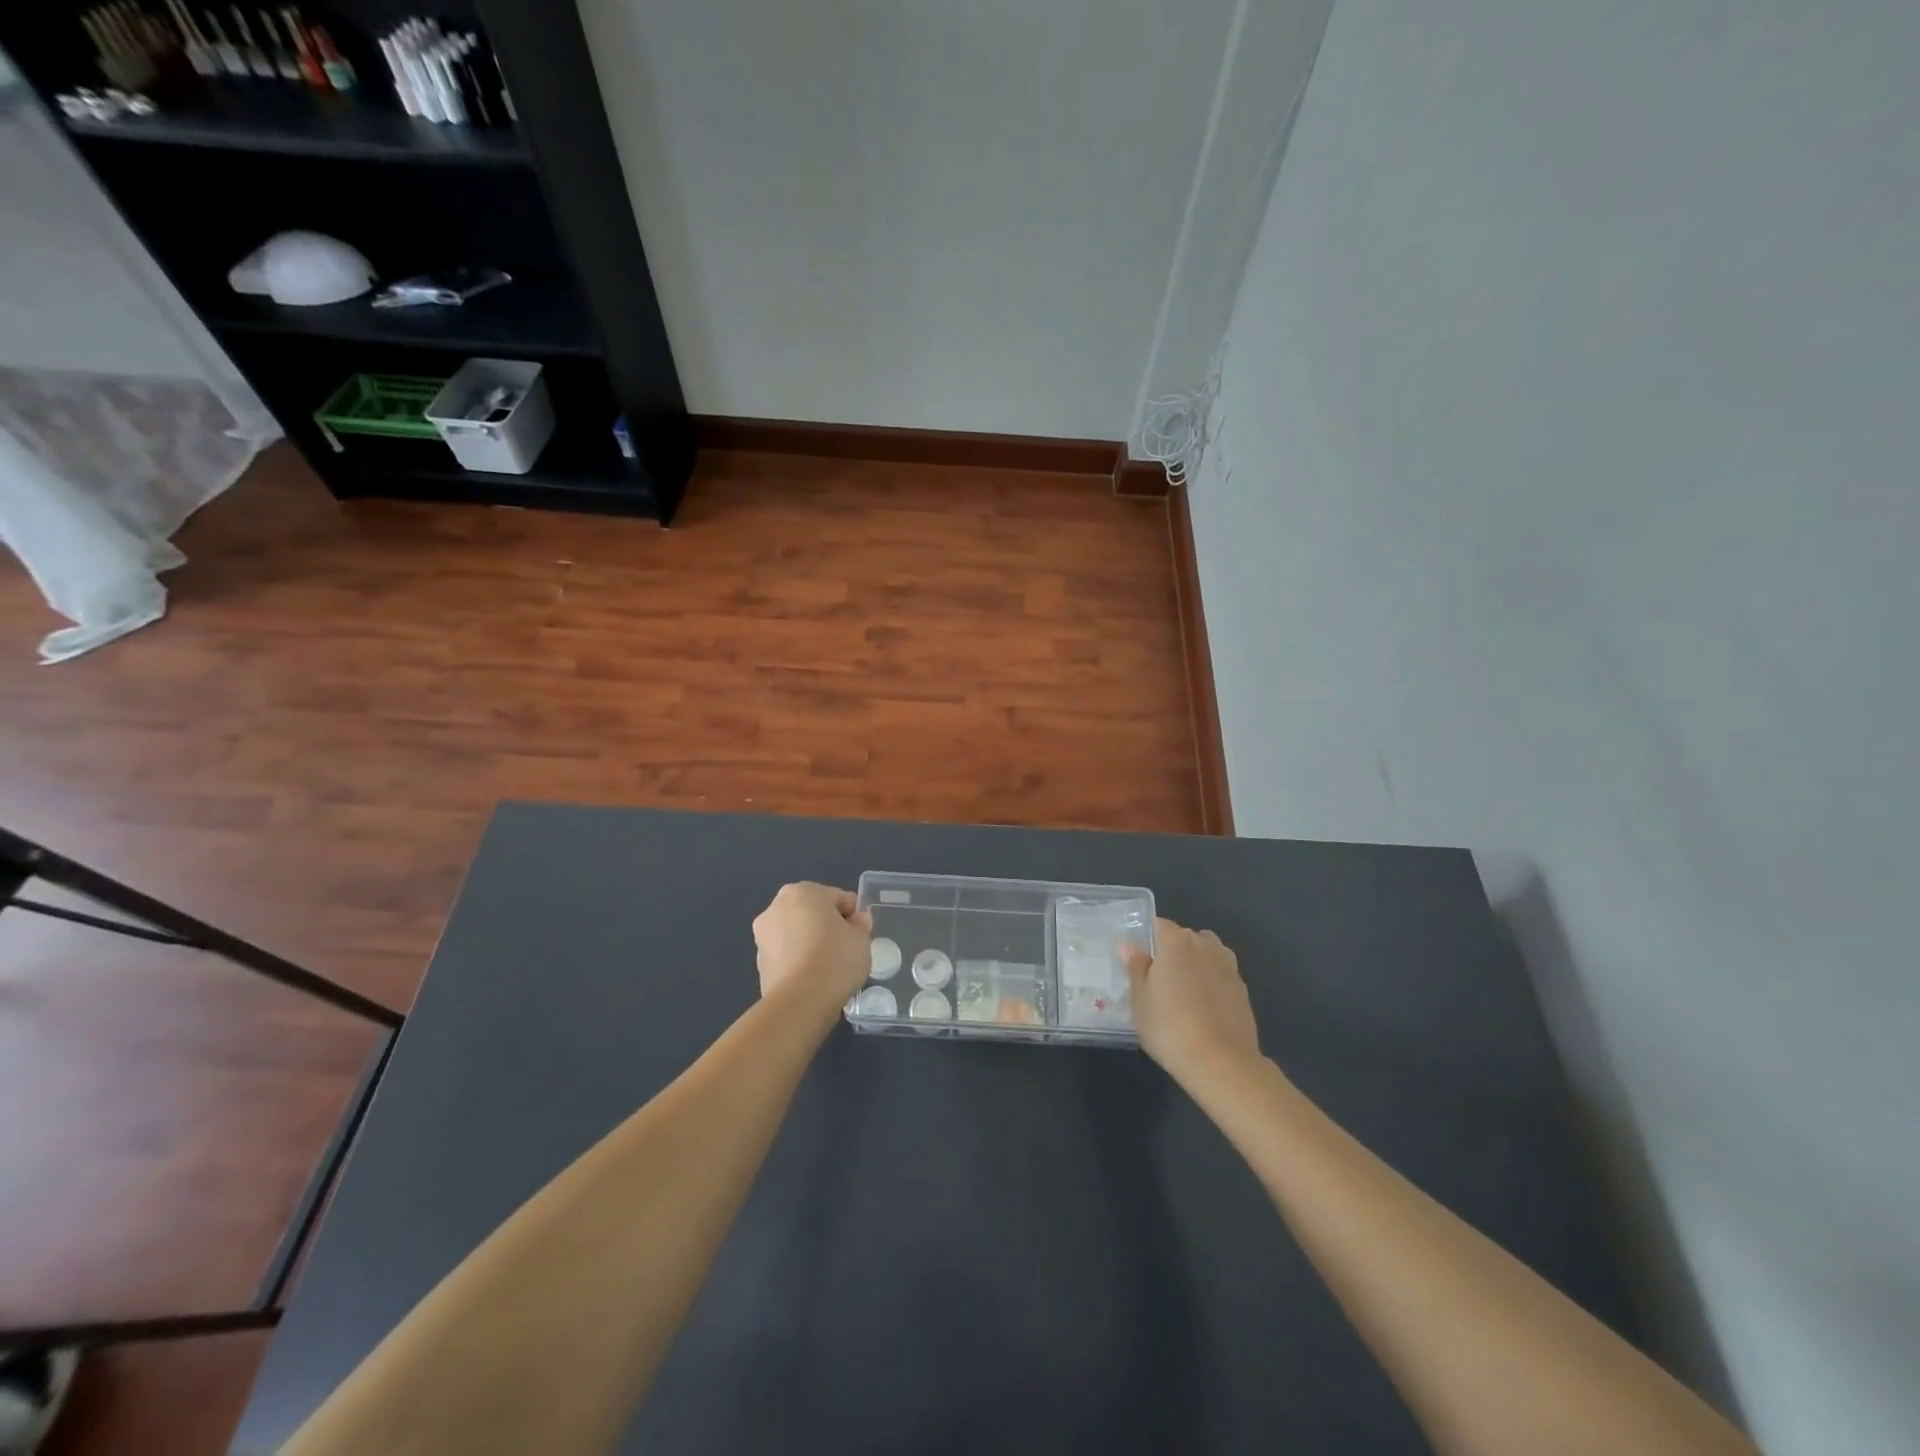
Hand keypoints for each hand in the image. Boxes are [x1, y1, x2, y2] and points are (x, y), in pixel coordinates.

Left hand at [752, 882, 872, 1012]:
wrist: (801, 1001)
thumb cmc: (835, 958)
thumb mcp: (861, 939)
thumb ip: (860, 925)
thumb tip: (856, 921)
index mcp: (802, 891)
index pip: (837, 898)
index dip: (853, 915)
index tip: (862, 934)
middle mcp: (776, 907)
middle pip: (812, 913)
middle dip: (828, 926)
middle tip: (847, 949)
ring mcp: (763, 936)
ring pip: (797, 934)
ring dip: (811, 943)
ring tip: (830, 967)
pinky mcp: (759, 964)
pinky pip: (787, 955)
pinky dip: (799, 962)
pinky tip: (815, 979)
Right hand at [1123, 918, 1260, 1083]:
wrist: (1221, 1062)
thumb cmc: (1169, 1027)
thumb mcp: (1139, 999)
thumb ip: (1136, 967)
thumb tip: (1130, 946)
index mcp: (1176, 941)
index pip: (1158, 925)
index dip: (1147, 940)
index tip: (1138, 962)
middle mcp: (1205, 945)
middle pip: (1184, 937)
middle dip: (1171, 952)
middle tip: (1158, 981)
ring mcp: (1228, 966)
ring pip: (1206, 954)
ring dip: (1195, 965)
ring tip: (1183, 993)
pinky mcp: (1243, 989)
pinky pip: (1221, 975)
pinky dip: (1211, 983)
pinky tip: (1203, 1009)